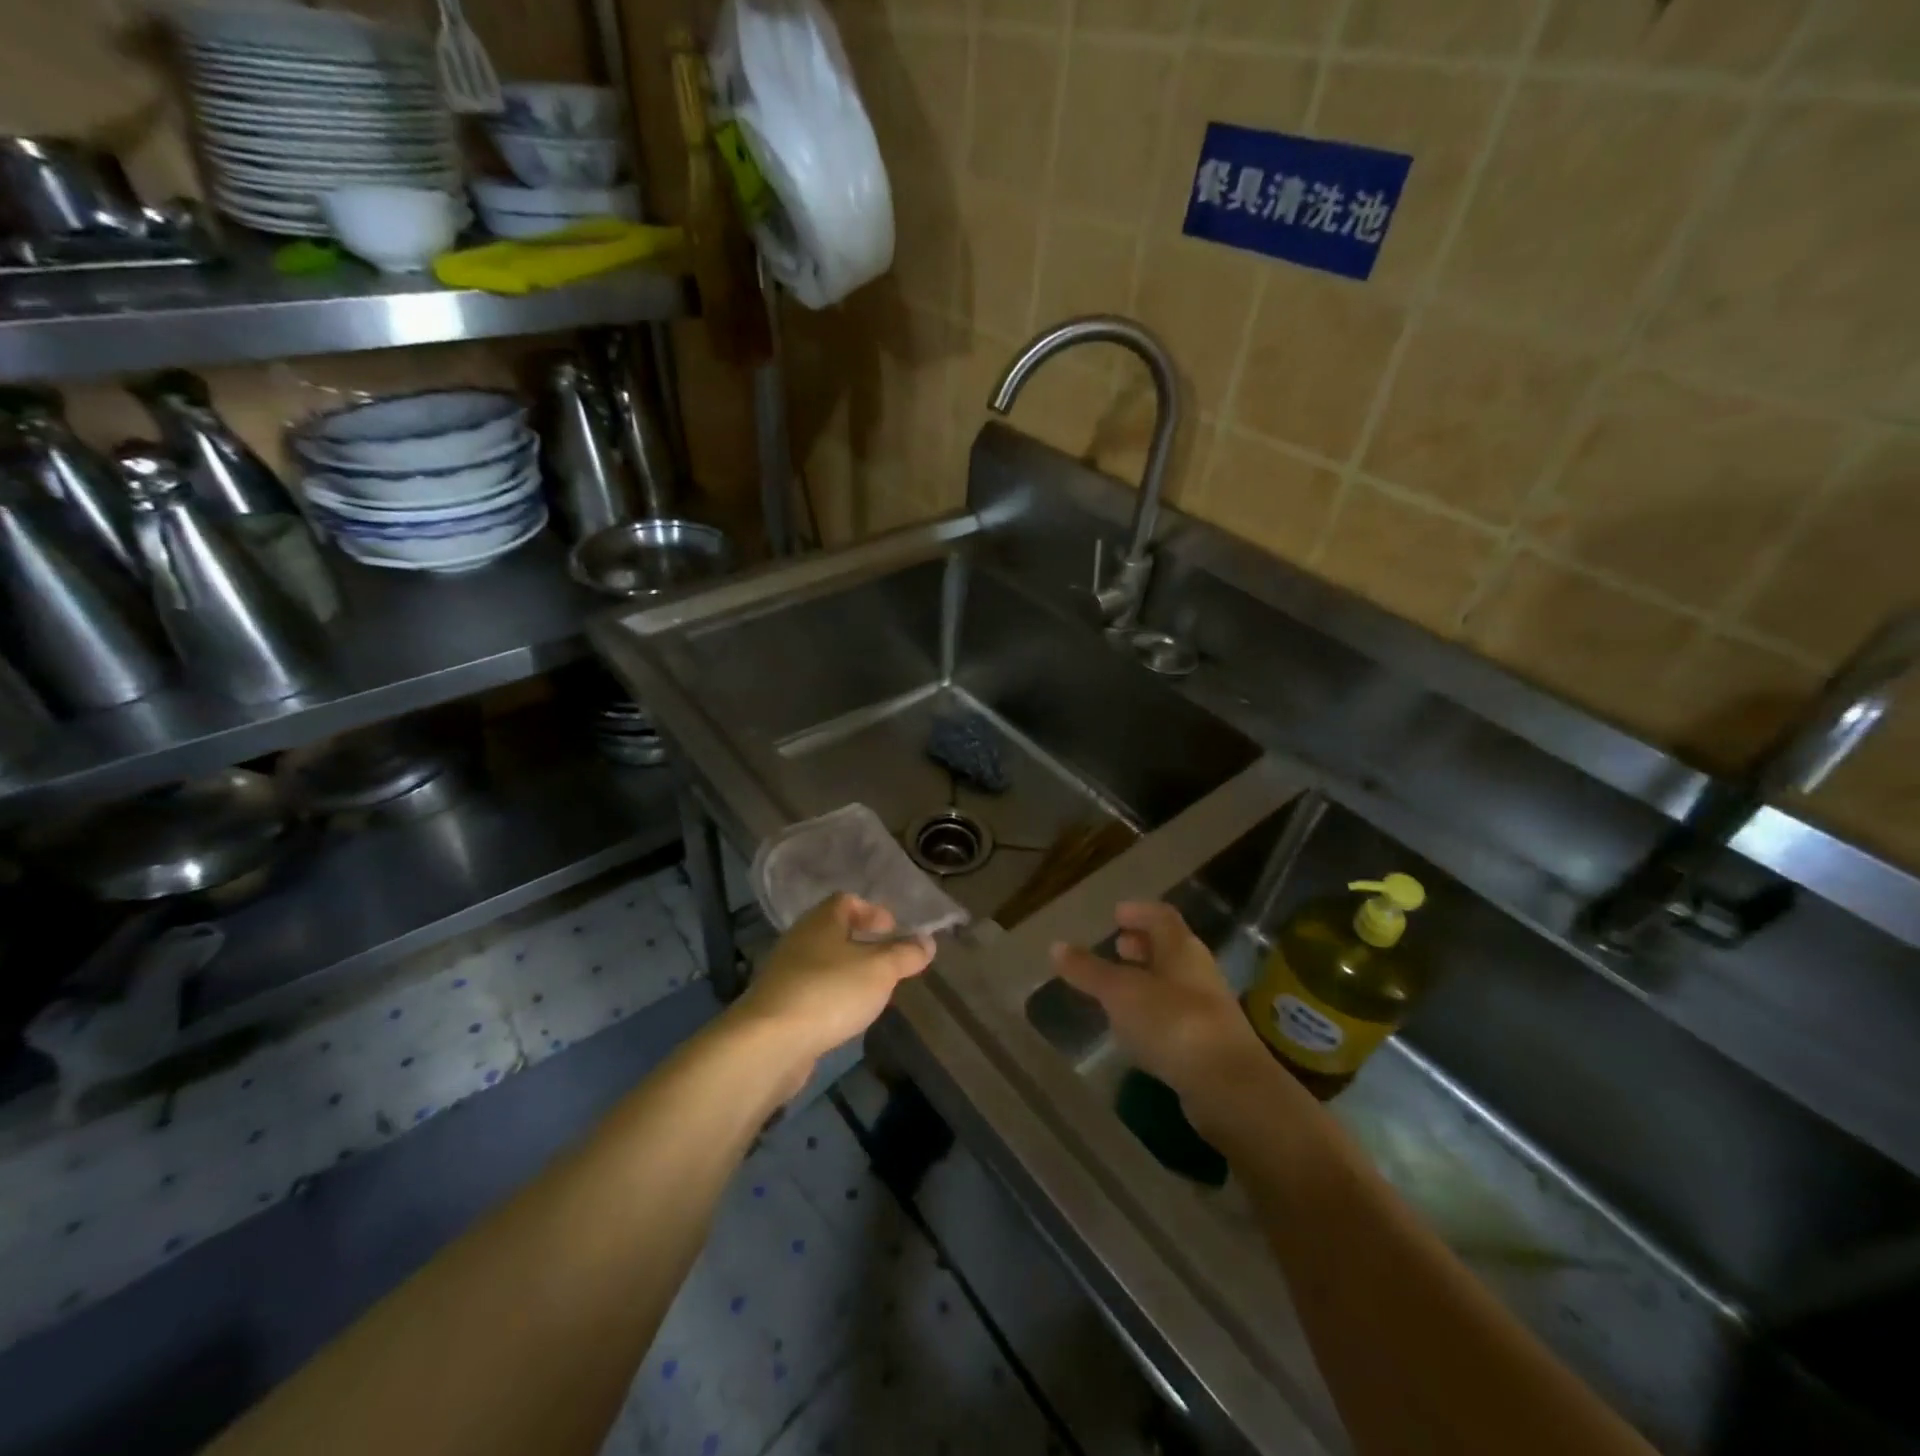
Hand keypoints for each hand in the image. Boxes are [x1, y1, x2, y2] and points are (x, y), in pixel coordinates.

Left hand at [733, 894, 933, 1081]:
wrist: (769, 1043)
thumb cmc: (830, 992)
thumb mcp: (880, 970)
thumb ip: (905, 954)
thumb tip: (928, 941)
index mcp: (822, 921)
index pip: (846, 901)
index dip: (872, 911)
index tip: (893, 928)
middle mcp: (800, 940)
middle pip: (833, 931)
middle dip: (862, 942)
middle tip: (888, 960)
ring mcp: (785, 974)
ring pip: (822, 963)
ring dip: (847, 972)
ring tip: (872, 990)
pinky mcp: (778, 1006)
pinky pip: (811, 991)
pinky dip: (831, 997)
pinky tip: (845, 1016)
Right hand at [1051, 902, 1278, 1124]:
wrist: (1229, 1088)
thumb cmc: (1173, 1023)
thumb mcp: (1121, 992)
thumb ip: (1089, 970)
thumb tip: (1055, 946)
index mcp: (1182, 949)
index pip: (1161, 916)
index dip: (1139, 912)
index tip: (1116, 914)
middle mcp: (1199, 972)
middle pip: (1170, 949)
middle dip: (1142, 946)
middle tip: (1116, 946)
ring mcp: (1208, 1010)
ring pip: (1173, 983)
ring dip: (1147, 980)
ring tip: (1117, 988)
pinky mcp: (1209, 1045)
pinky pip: (1176, 1016)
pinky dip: (1154, 1013)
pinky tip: (1135, 1029)